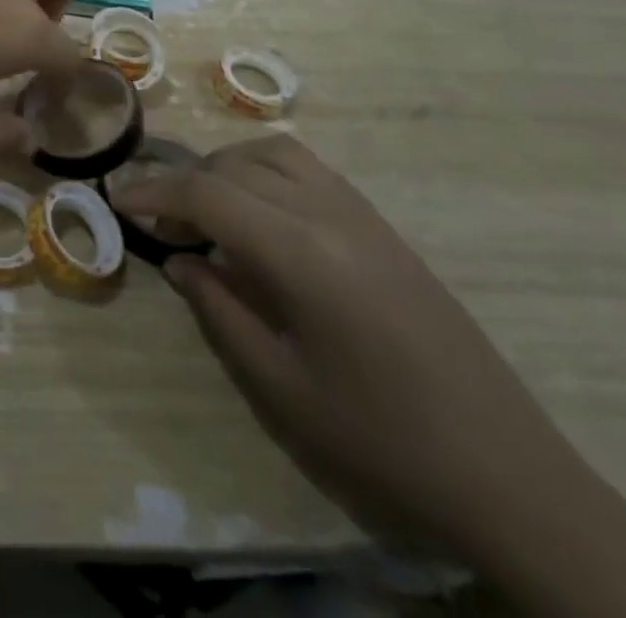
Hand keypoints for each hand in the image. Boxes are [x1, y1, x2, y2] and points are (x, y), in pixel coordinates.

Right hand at [112, 138, 625, 617]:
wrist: (507, 473)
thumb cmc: (381, 439)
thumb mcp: (282, 387)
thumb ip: (220, 310)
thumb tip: (179, 261)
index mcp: (301, 252)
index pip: (207, 193)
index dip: (154, 191)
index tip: (117, 200)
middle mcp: (330, 212)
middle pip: (235, 165)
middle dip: (184, 182)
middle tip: (157, 220)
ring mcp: (362, 214)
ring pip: (275, 152)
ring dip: (228, 167)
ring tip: (206, 210)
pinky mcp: (383, 226)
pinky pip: (309, 170)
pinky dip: (266, 172)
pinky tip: (259, 216)